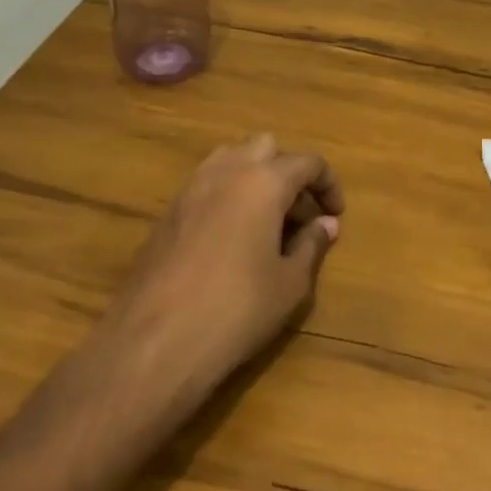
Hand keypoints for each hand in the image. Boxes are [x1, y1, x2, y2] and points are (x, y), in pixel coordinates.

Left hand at [104, 134, 343, 396]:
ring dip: (255, 176)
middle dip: (288, 171)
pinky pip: (207, 185)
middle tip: (300, 212)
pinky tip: (234, 237)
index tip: (335, 214)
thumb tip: (325, 224)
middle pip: (265, 147)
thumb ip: (311, 245)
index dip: (328, 184)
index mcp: (263, 182)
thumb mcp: (290, 284)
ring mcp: (190, 190)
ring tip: (267, 218)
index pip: (307, 162)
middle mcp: (226, 172)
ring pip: (230, 159)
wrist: (154, 343)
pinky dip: (228, 195)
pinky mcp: (167, 214)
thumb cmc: (236, 310)